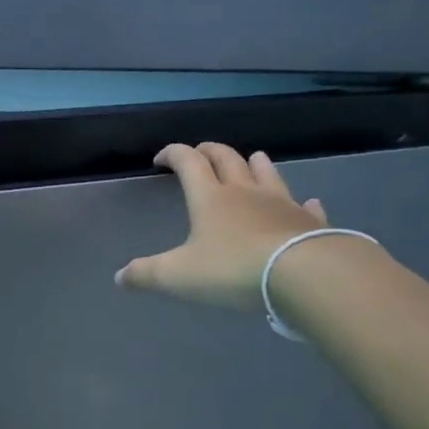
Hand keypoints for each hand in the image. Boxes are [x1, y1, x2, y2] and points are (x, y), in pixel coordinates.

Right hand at [115, 144, 329, 310]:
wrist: (304, 274)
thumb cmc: (233, 269)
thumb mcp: (179, 276)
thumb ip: (146, 274)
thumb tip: (119, 277)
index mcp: (210, 198)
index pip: (188, 161)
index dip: (172, 154)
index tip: (160, 159)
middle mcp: (245, 192)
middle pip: (226, 158)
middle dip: (210, 151)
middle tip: (200, 153)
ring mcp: (281, 204)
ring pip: (266, 173)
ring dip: (255, 164)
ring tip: (251, 159)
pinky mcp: (309, 222)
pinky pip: (305, 206)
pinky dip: (300, 202)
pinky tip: (306, 202)